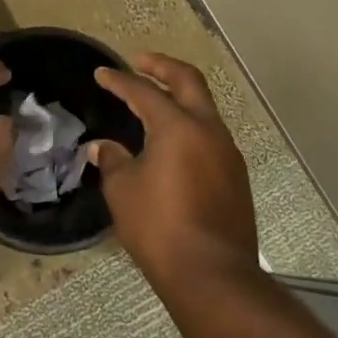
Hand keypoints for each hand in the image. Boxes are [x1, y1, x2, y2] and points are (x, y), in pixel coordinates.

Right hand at [90, 53, 258, 281]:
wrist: (212, 274)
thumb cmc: (159, 227)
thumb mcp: (124, 191)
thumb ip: (114, 161)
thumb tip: (104, 147)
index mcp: (178, 127)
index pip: (144, 92)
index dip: (120, 81)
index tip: (102, 74)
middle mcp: (208, 131)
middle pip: (189, 82)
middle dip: (162, 67)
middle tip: (140, 63)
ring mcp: (227, 153)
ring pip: (204, 109)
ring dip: (180, 97)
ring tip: (155, 103)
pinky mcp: (235, 176)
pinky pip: (210, 136)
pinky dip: (190, 125)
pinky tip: (173, 143)